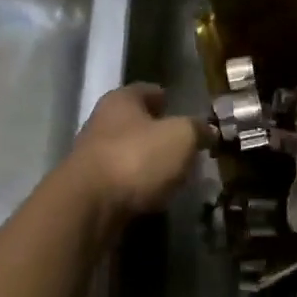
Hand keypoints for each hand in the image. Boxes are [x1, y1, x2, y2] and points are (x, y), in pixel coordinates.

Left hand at [63, 84, 203, 228]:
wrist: (88, 206)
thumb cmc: (136, 158)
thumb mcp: (180, 137)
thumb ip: (196, 129)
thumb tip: (208, 129)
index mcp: (122, 99)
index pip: (148, 90)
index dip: (166, 97)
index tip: (182, 108)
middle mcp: (102, 121)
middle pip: (136, 122)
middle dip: (158, 131)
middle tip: (185, 144)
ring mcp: (93, 155)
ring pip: (129, 151)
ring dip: (148, 160)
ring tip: (175, 172)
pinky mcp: (91, 187)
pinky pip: (122, 180)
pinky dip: (138, 184)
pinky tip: (155, 194)